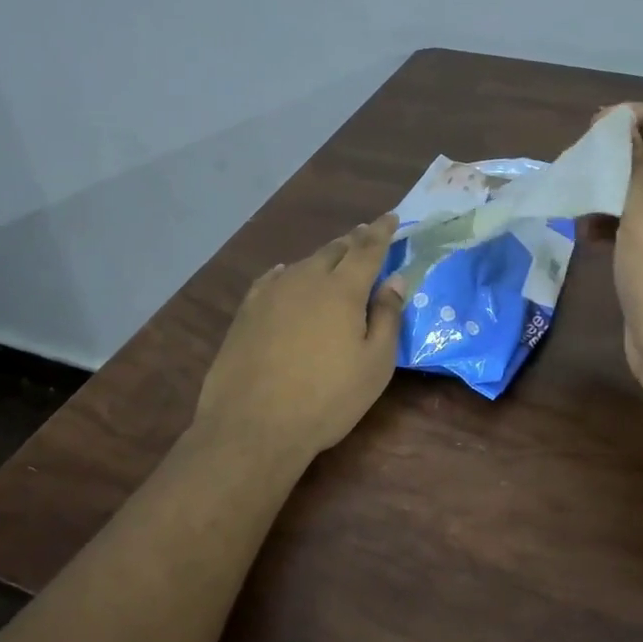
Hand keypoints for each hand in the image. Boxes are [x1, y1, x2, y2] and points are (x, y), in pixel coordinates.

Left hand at [196, 214, 407, 457]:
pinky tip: (284, 274)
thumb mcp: (374, 364)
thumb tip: (395, 280)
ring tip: (333, 256)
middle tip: (366, 233)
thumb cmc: (327, 398)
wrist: (253, 425)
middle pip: (334, 250)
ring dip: (323, 257)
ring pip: (303, 263)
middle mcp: (305, 279)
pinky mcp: (246, 312)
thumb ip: (388, 317)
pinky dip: (287, 272)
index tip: (392, 217)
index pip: (367, 249)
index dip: (382, 231)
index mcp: (342, 289)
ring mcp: (271, 293)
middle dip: (353, 240)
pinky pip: (272, 279)